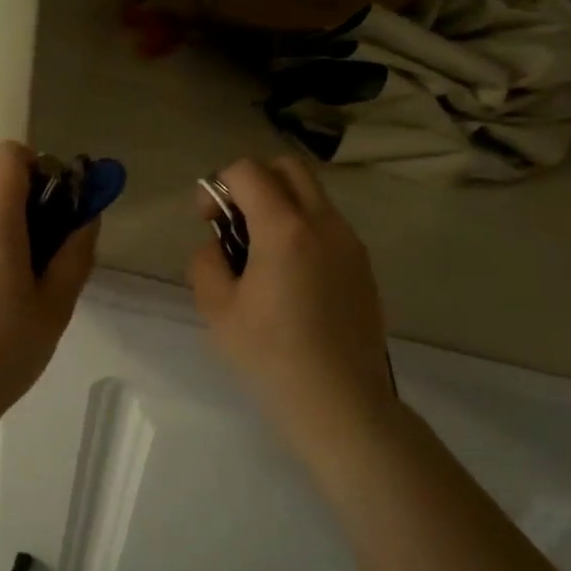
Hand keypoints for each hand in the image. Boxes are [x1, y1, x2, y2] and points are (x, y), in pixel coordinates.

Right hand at [188, 157, 396, 440]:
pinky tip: (290, 278)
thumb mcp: (216, 309)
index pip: (248, 171)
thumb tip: (218, 246)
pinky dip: (302, 230)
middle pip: (288, 168)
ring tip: (261, 255)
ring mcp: (350, 244)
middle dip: (254, 181)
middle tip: (235, 223)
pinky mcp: (363, 266)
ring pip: (312, 196)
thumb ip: (207, 262)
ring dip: (280, 206)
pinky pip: (328, 226)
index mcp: (284, 229)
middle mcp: (324, 224)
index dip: (217, 186)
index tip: (207, 220)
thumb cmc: (270, 356)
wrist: (339, 401)